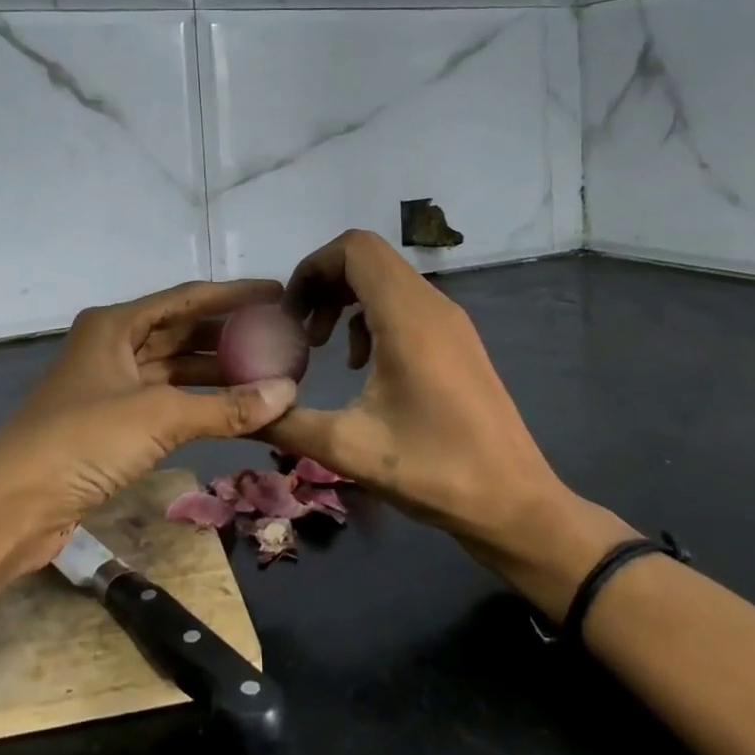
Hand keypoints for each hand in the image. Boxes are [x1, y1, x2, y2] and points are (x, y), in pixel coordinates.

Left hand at [0, 279, 299, 577]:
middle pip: (182, 330)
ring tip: (269, 372)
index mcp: (115, 324)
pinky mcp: (112, 422)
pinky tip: (235, 409)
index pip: (187, 298)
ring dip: (217, 372)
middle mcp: (113, 345)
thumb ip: (225, 406)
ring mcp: (111, 384)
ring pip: (175, 367)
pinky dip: (199, 403)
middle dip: (229, 333)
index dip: (234, 295)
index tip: (278, 294)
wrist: (13, 502)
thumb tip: (288, 393)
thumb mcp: (158, 416)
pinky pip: (167, 400)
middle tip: (281, 336)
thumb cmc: (83, 439)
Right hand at [260, 231, 633, 615]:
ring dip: (346, 298)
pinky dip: (371, 315)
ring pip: (386, 278)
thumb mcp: (348, 450)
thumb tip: (238, 411)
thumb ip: (285, 423)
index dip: (313, 267)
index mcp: (407, 318)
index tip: (289, 311)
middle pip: (367, 258)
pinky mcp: (457, 340)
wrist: (516, 505)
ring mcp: (450, 320)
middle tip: (299, 327)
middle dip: (323, 282)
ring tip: (323, 345)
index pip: (354, 248)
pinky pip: (404, 302)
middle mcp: (432, 305)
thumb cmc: (436, 472)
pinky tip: (362, 364)